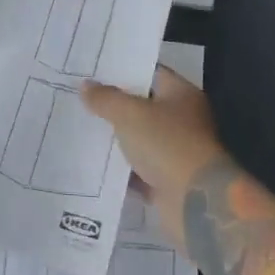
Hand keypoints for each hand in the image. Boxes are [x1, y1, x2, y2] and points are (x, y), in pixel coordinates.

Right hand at [82, 67, 226, 242]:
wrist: (195, 203)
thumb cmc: (167, 144)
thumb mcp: (130, 114)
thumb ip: (106, 98)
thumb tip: (85, 86)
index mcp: (181, 95)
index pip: (150, 73)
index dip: (122, 71)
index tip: (93, 70)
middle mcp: (182, 120)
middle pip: (142, 107)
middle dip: (113, 105)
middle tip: (79, 98)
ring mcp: (175, 152)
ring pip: (138, 139)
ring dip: (115, 138)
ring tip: (80, 128)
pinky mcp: (167, 181)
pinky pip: (137, 170)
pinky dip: (120, 169)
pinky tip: (92, 163)